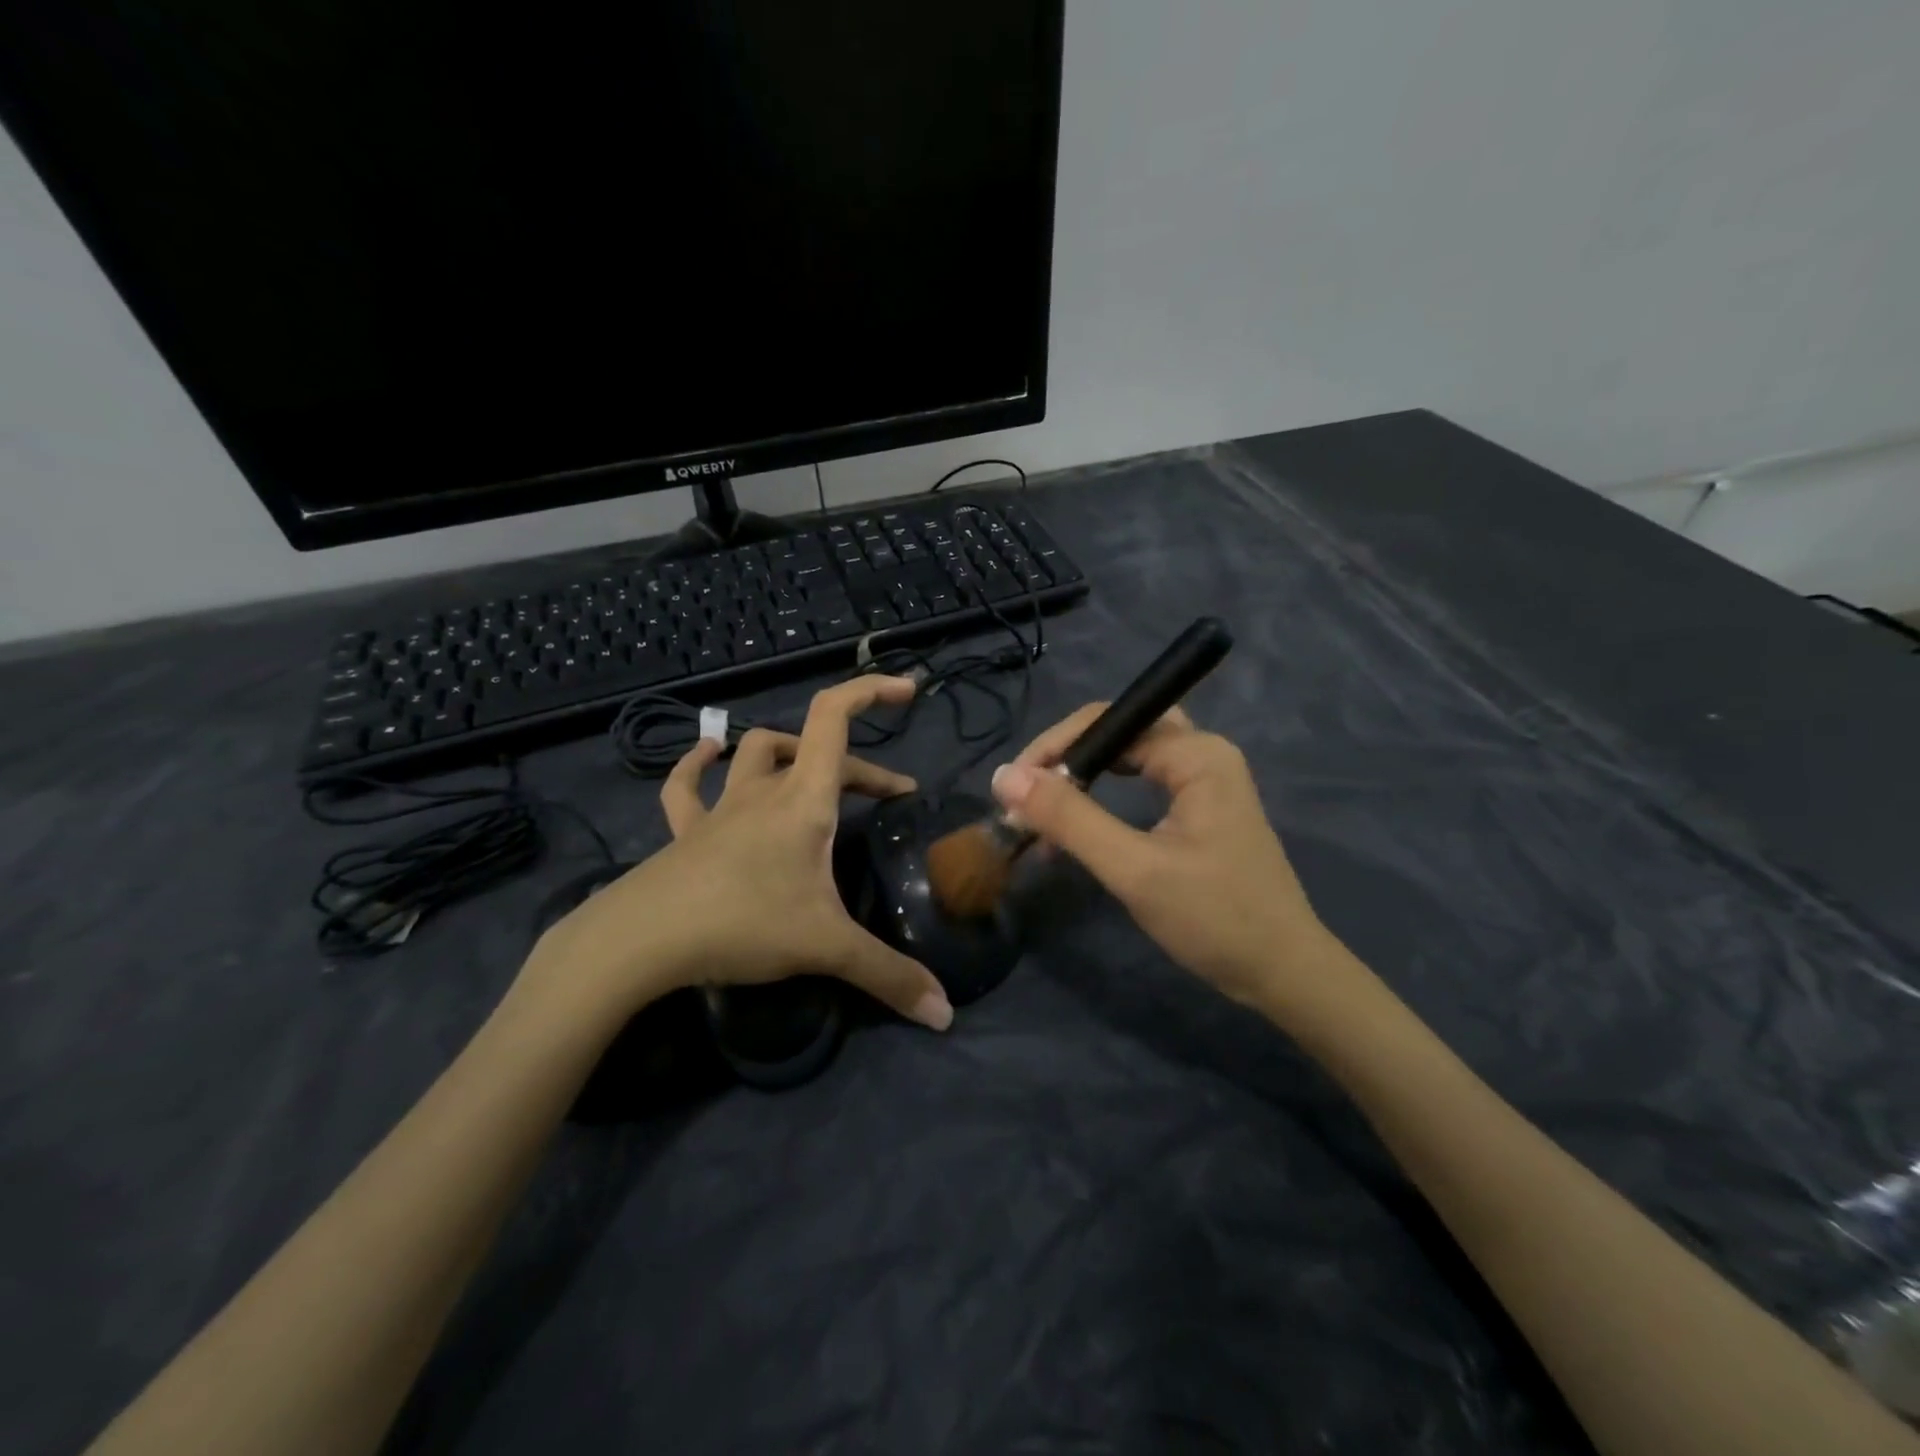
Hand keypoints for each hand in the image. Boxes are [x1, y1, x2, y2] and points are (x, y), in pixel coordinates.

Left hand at [522, 676, 952, 1031]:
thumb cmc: (742, 923)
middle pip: (816, 750)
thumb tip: (945, 1013)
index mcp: (803, 799)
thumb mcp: (826, 947)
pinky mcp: (685, 832)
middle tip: (892, 796)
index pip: (835, 718)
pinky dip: (700, 766)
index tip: (906, 691)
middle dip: (862, 767)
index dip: (870, 691)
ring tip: (813, 768)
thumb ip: (889, 975)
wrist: (638, 941)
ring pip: (755, 754)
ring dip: (789, 752)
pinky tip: (708, 756)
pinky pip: (688, 787)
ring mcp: (720, 808)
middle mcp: (763, 791)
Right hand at [991, 704, 1339, 1013]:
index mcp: (1196, 754)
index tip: (1012, 789)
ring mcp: (1203, 781)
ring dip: (1080, 783)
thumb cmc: (1214, 918)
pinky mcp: (1198, 809)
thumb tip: (1004, 777)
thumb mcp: (1133, 869)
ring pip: (1125, 762)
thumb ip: (1069, 819)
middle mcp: (1201, 754)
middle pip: (1116, 734)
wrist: (1282, 974)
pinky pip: (1139, 786)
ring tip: (1038, 815)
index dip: (1053, 748)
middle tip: (1024, 797)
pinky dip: (1101, 803)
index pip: (1107, 722)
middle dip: (1065, 761)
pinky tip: (1074, 830)